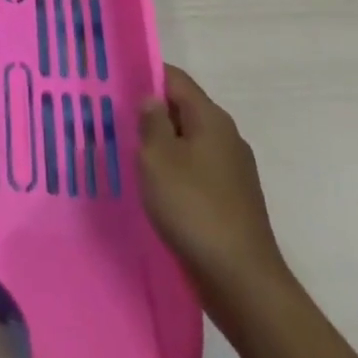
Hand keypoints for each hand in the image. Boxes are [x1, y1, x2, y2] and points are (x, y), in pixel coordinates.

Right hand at [138, 64, 287, 303]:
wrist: (242, 282)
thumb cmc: (194, 209)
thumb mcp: (158, 158)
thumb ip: (151, 121)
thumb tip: (152, 100)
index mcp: (211, 118)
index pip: (175, 79)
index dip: (146, 75)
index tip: (116, 83)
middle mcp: (226, 136)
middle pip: (183, 110)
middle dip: (151, 113)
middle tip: (114, 121)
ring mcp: (233, 170)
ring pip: (189, 143)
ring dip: (162, 146)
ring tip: (129, 156)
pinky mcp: (232, 200)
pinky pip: (197, 172)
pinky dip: (176, 173)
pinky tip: (156, 191)